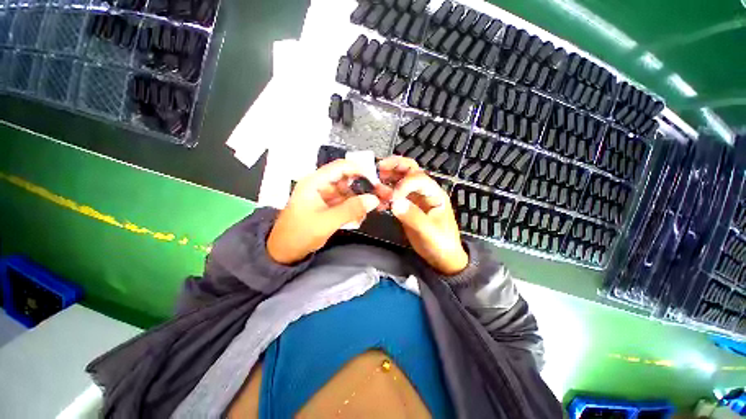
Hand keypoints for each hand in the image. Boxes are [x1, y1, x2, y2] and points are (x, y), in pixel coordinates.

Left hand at [267, 159, 379, 264]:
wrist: (283, 253)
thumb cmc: (299, 234)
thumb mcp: (327, 221)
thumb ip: (351, 209)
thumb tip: (374, 199)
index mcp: (315, 182)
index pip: (341, 167)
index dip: (360, 170)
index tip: (376, 180)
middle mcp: (320, 185)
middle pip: (346, 179)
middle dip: (363, 186)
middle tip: (379, 195)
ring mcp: (324, 196)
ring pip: (348, 191)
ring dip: (360, 199)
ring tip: (373, 207)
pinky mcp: (327, 207)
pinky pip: (345, 202)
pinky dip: (354, 207)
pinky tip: (361, 215)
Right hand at [377, 156, 467, 274]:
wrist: (441, 258)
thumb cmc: (441, 244)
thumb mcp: (429, 232)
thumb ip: (413, 216)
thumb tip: (395, 202)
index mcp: (434, 194)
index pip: (418, 178)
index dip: (403, 184)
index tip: (392, 197)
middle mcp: (424, 192)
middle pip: (410, 170)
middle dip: (394, 166)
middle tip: (378, 168)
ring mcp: (414, 199)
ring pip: (400, 181)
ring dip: (387, 179)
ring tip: (374, 183)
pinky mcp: (406, 207)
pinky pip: (394, 195)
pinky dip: (385, 195)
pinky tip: (379, 201)